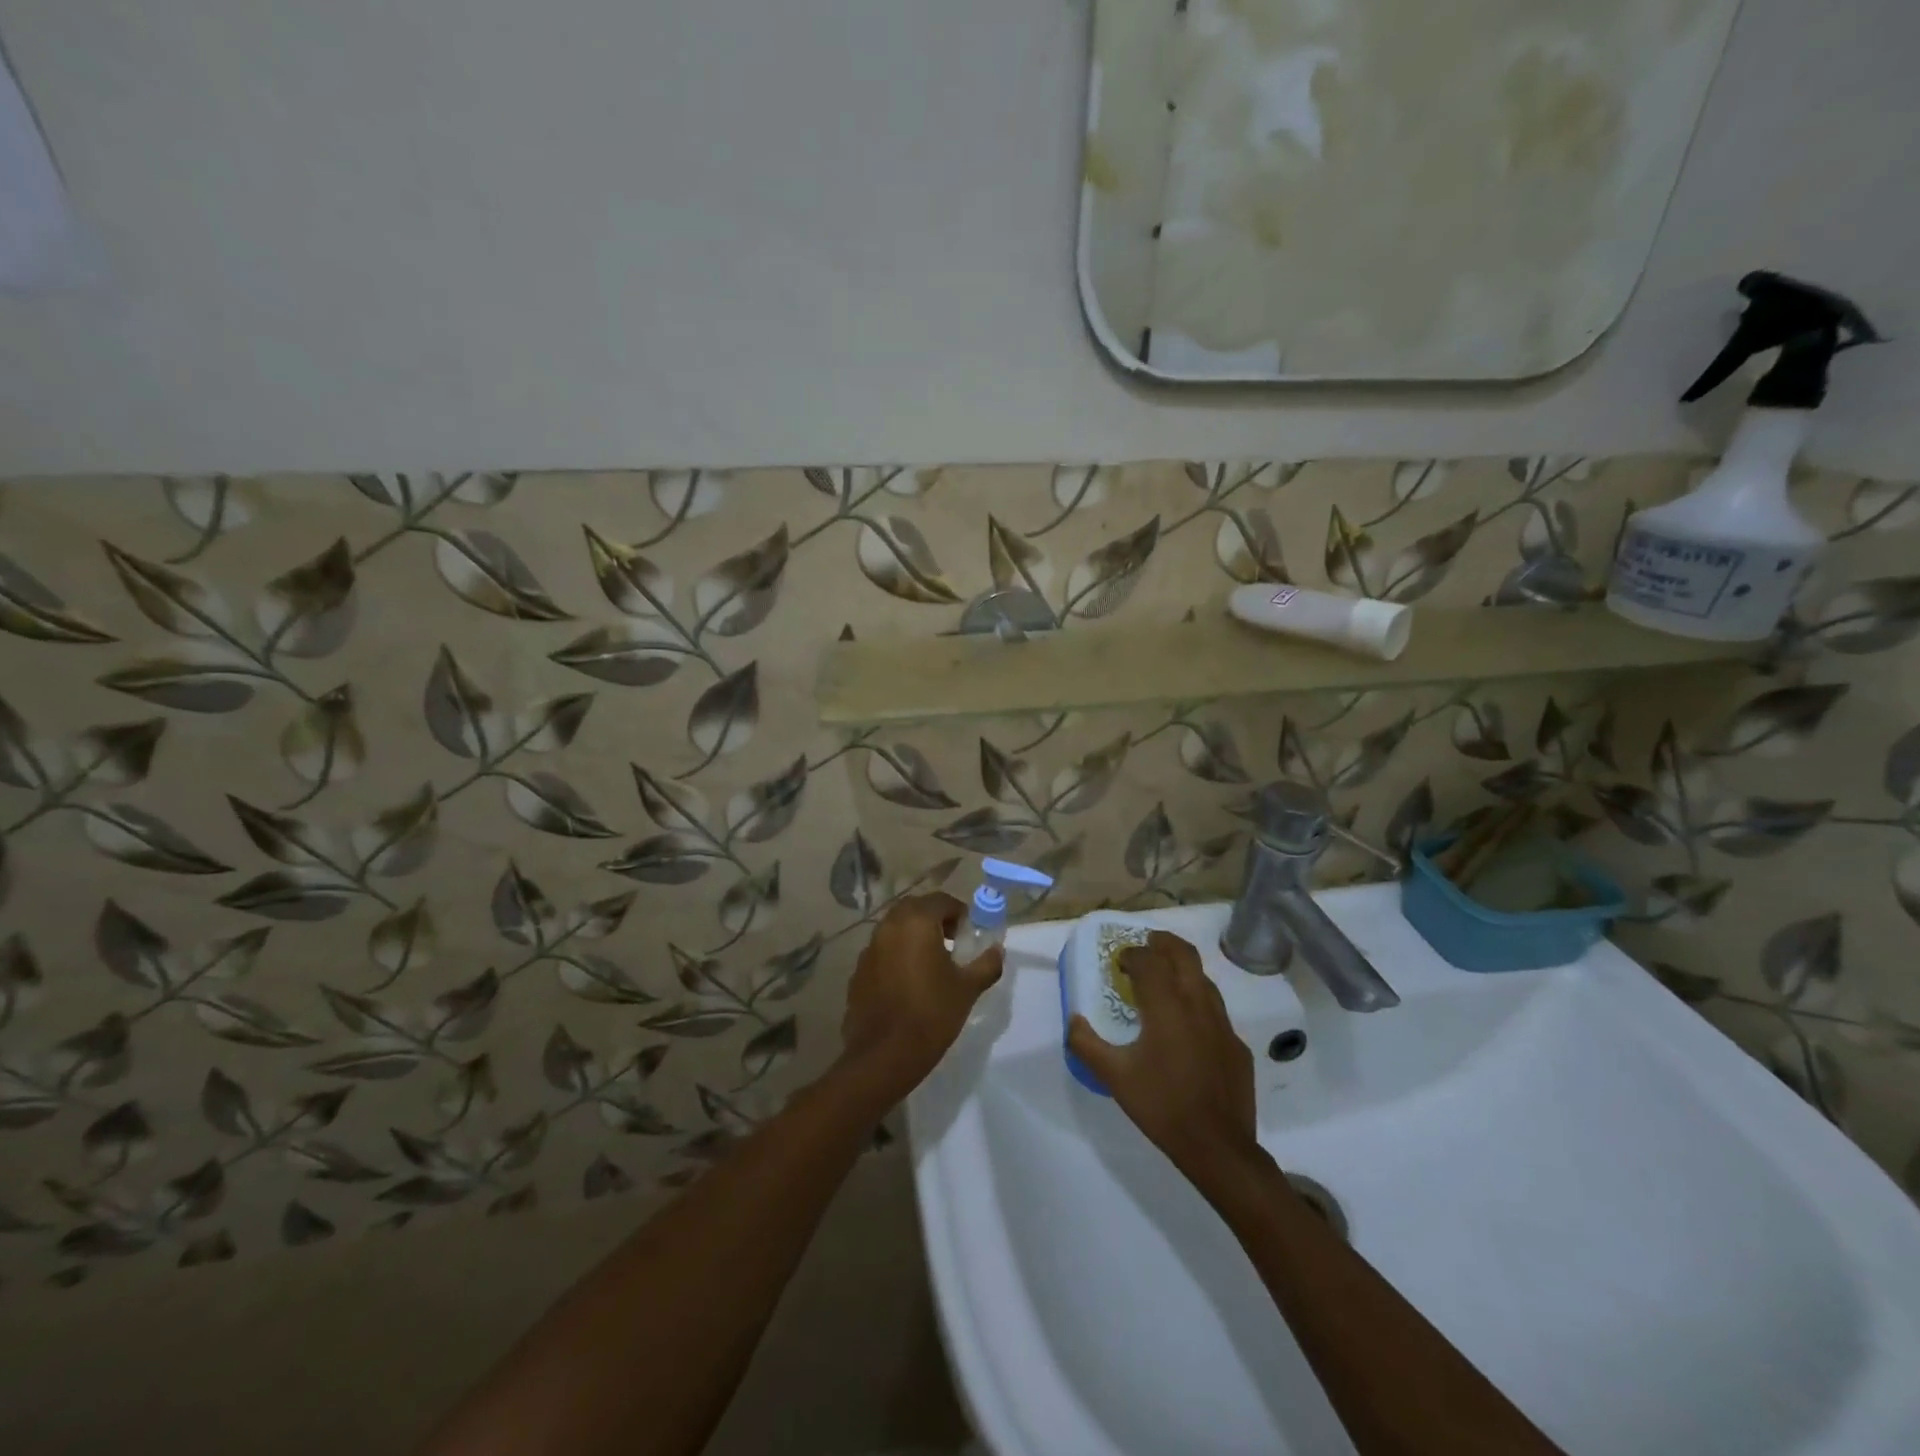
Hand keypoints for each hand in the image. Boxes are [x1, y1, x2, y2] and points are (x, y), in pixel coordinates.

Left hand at [839, 893, 1001, 1104]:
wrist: (883, 1056)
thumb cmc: (931, 1015)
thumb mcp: (967, 989)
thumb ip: (986, 964)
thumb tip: (997, 950)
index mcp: (916, 922)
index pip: (941, 900)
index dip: (959, 913)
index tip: (969, 933)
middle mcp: (889, 926)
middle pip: (915, 909)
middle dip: (935, 919)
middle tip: (952, 942)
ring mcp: (869, 948)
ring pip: (895, 929)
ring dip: (914, 936)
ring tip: (931, 963)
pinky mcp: (858, 971)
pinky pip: (882, 951)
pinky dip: (896, 955)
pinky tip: (907, 983)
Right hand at [1068, 931, 1262, 1187]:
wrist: (1219, 1147)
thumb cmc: (1162, 1106)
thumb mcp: (1114, 1076)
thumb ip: (1086, 1044)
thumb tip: (1073, 1020)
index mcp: (1167, 1005)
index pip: (1149, 960)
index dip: (1132, 954)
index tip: (1118, 961)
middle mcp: (1198, 1004)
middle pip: (1184, 954)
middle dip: (1163, 943)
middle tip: (1147, 945)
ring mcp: (1223, 1024)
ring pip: (1204, 980)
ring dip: (1182, 970)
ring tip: (1164, 981)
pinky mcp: (1238, 1046)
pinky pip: (1216, 1011)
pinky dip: (1197, 1003)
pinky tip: (1187, 1028)